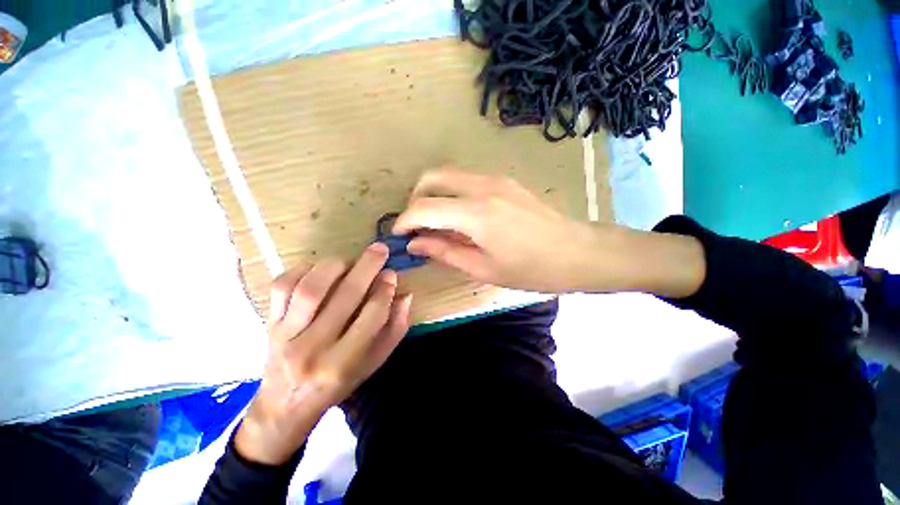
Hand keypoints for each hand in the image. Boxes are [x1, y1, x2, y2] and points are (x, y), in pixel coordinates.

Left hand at [234, 244, 411, 464]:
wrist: (285, 406)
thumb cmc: (338, 383)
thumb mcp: (373, 363)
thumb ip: (394, 330)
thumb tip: (405, 295)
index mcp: (343, 363)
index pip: (371, 317)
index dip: (385, 291)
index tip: (392, 274)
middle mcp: (313, 349)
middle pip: (345, 298)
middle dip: (366, 268)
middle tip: (379, 249)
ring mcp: (285, 335)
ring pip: (311, 289)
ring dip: (334, 266)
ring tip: (349, 260)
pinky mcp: (269, 324)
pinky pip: (281, 287)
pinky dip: (301, 270)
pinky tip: (318, 269)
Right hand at [394, 170, 705, 297]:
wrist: (578, 252)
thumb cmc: (532, 269)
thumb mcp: (483, 268)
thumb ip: (445, 252)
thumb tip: (415, 244)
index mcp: (475, 213)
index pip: (423, 207)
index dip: (404, 221)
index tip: (398, 235)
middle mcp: (482, 186)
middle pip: (431, 177)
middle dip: (415, 199)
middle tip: (417, 226)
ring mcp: (495, 179)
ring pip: (449, 175)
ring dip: (434, 195)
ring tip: (437, 223)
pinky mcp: (505, 180)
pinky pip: (466, 180)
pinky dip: (453, 194)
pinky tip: (461, 217)